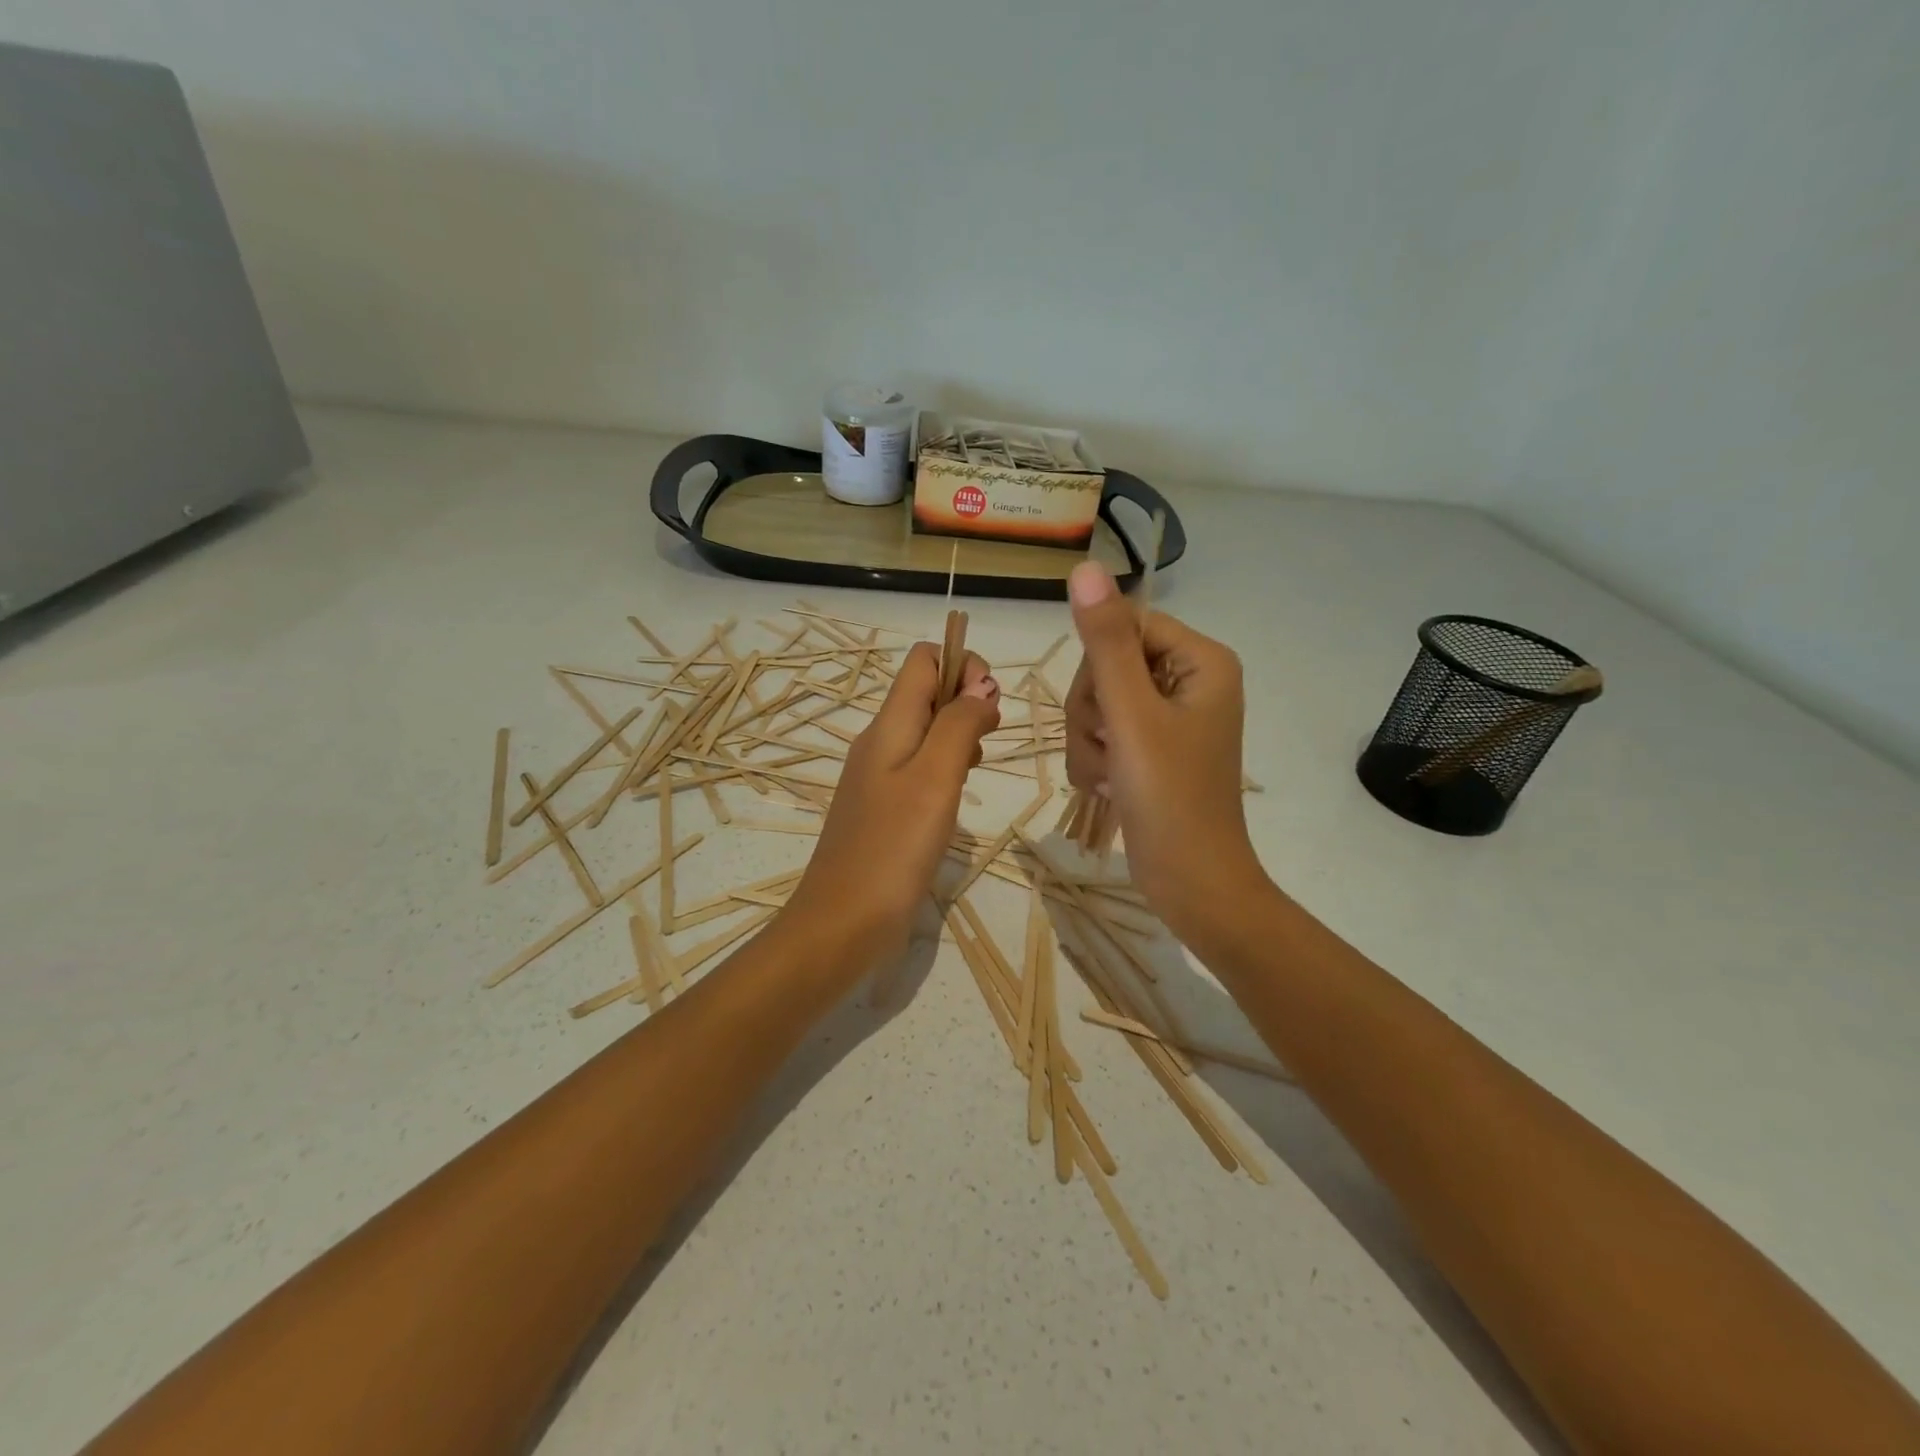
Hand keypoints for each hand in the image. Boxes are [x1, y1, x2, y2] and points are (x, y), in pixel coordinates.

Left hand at [786, 642, 1000, 971]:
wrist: (842, 922)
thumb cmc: (893, 847)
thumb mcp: (935, 778)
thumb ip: (959, 724)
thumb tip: (981, 686)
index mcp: (888, 725)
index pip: (923, 660)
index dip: (962, 666)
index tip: (989, 706)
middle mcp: (880, 742)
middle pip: (926, 692)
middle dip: (967, 701)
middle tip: (988, 739)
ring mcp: (878, 777)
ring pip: (926, 731)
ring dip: (960, 735)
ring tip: (976, 768)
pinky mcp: (884, 809)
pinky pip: (919, 767)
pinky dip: (946, 767)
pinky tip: (957, 796)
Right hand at [1063, 562, 1264, 943]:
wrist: (1192, 882)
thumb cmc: (1169, 797)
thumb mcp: (1131, 714)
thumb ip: (1105, 642)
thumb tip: (1085, 567)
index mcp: (1201, 660)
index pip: (1125, 627)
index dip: (1099, 668)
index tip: (1106, 710)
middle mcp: (1189, 681)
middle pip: (1107, 666)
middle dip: (1093, 713)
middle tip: (1111, 751)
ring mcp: (1169, 717)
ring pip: (1097, 703)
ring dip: (1090, 743)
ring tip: (1111, 777)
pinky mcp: (1152, 749)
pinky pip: (1103, 733)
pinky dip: (1096, 762)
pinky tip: (1110, 788)